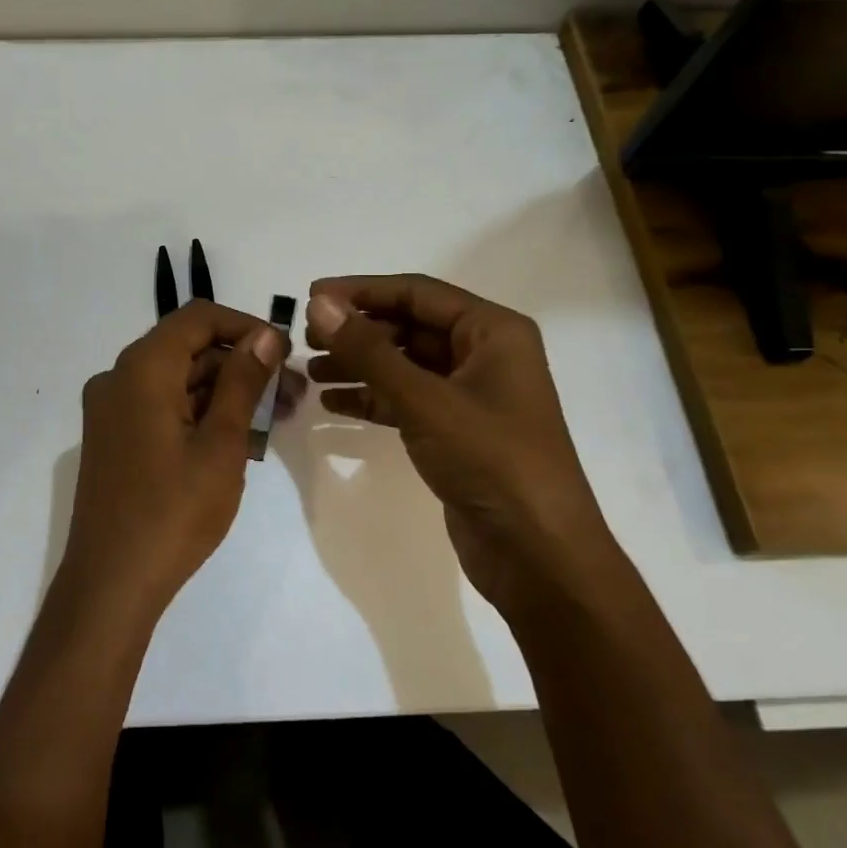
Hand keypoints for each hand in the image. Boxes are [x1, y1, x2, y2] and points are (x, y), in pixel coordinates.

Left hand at [60, 300, 287, 625]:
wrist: (111, 584)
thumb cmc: (173, 512)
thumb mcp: (221, 443)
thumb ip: (242, 381)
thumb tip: (265, 335)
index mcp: (141, 369)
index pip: (198, 318)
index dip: (245, 326)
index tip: (284, 353)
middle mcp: (118, 377)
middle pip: (188, 349)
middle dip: (242, 364)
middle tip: (292, 394)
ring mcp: (112, 410)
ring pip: (178, 380)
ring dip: (225, 391)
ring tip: (275, 417)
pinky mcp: (115, 438)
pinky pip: (162, 406)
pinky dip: (199, 412)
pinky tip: (238, 436)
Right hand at [304, 275, 611, 609]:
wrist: (539, 556)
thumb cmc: (491, 461)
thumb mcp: (425, 401)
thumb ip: (369, 350)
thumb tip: (320, 304)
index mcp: (492, 332)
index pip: (417, 293)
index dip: (362, 291)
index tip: (311, 296)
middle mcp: (484, 354)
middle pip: (409, 326)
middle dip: (358, 331)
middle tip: (306, 339)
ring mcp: (471, 395)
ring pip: (405, 364)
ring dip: (359, 364)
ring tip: (311, 370)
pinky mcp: (456, 431)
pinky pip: (407, 399)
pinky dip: (372, 397)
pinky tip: (333, 403)